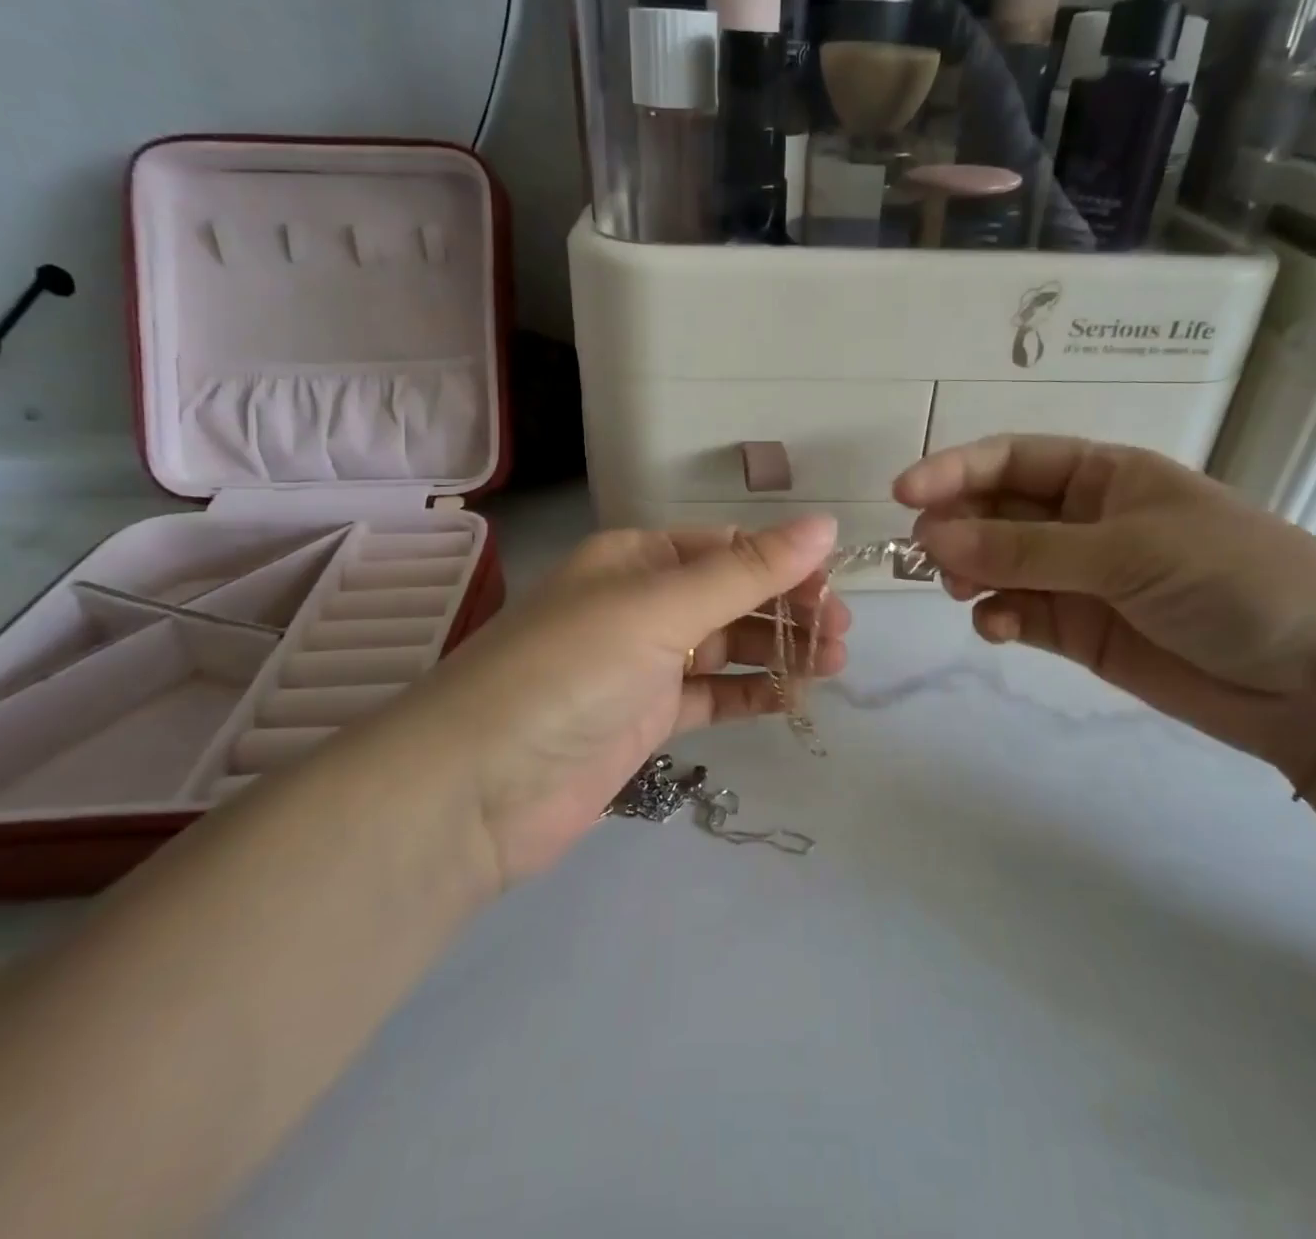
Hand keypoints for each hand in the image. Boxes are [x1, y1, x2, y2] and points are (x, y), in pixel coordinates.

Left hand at [383, 518, 845, 886]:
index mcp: (637, 559)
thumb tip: (825, 525)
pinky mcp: (645, 719)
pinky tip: (793, 697)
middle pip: (733, 596)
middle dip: (788, 610)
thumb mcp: (660, 610)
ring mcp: (643, 664)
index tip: (835, 590)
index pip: (727, 548)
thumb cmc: (569, 672)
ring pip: (727, 646)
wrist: (474, 790)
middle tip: (840, 636)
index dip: (785, 564)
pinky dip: (751, 694)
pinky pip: (712, 695)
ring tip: (833, 665)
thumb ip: (746, 571)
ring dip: (778, 651)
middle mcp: (641, 604)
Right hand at [895, 437, 1315, 780]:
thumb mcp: (1128, 551)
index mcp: (1103, 475)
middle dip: (958, 526)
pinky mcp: (1078, 630)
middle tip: (928, 553)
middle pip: (995, 510)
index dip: (955, 470)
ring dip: (970, 572)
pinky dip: (997, 618)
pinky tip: (997, 629)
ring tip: (961, 590)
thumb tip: (934, 537)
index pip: (1011, 459)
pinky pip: (1018, 613)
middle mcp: (1082, 520)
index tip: (904, 494)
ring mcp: (1077, 577)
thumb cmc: (1234, 578)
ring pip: (998, 564)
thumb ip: (1026, 548)